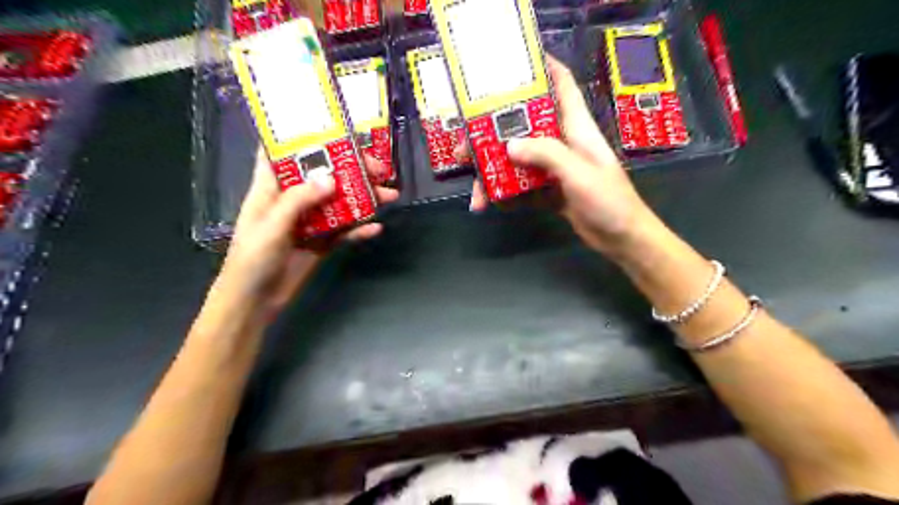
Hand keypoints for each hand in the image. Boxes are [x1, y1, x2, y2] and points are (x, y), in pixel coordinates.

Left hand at [213, 151, 396, 320]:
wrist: (255, 302)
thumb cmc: (252, 259)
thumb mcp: (272, 225)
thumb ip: (299, 201)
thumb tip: (331, 179)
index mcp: (271, 188)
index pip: (283, 153)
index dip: (303, 138)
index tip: (331, 128)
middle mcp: (293, 200)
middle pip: (324, 177)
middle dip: (351, 170)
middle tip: (379, 169)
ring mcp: (310, 222)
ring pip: (340, 203)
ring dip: (364, 198)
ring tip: (390, 195)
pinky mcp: (322, 242)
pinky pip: (345, 231)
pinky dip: (360, 229)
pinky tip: (376, 228)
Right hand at [463, 57, 654, 258]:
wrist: (621, 238)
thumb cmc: (609, 200)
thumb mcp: (579, 172)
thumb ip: (546, 154)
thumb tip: (508, 145)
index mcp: (576, 128)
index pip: (561, 85)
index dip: (541, 67)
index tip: (510, 65)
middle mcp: (562, 143)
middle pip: (523, 128)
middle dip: (493, 135)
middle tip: (464, 149)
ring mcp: (554, 169)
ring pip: (517, 161)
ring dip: (495, 174)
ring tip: (476, 194)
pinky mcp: (549, 190)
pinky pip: (522, 187)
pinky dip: (506, 195)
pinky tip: (491, 205)